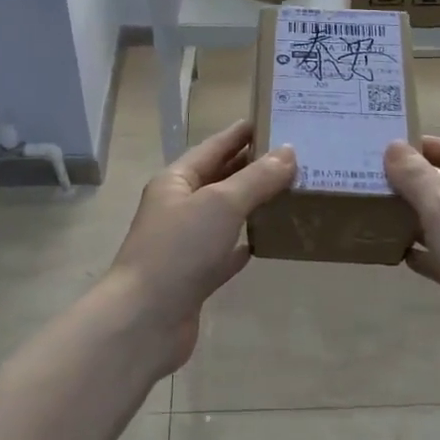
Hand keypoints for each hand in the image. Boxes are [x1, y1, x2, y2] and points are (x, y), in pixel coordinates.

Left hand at [104, 121, 295, 374]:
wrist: (145, 321)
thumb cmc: (179, 250)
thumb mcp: (221, 204)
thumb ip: (256, 179)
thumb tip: (288, 152)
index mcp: (176, 180)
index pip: (213, 146)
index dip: (241, 133)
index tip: (273, 118)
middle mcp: (179, 207)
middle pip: (220, 178)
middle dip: (253, 166)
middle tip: (295, 155)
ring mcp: (186, 243)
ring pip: (225, 214)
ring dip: (253, 203)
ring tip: (290, 191)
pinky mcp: (196, 276)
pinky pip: (226, 251)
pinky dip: (246, 242)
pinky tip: (269, 238)